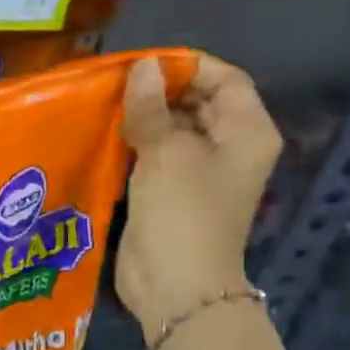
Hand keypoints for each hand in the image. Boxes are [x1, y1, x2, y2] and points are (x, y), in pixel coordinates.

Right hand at [116, 55, 280, 332]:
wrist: (175, 285)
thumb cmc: (182, 212)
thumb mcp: (166, 151)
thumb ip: (150, 108)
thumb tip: (141, 68)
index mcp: (246, 132)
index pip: (224, 79)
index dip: (186, 67)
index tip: (142, 65)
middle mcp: (228, 149)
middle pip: (197, 104)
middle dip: (159, 93)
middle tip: (115, 86)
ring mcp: (198, 175)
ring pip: (172, 133)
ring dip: (142, 121)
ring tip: (104, 108)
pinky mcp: (169, 196)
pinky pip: (153, 160)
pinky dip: (132, 148)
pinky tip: (104, 140)